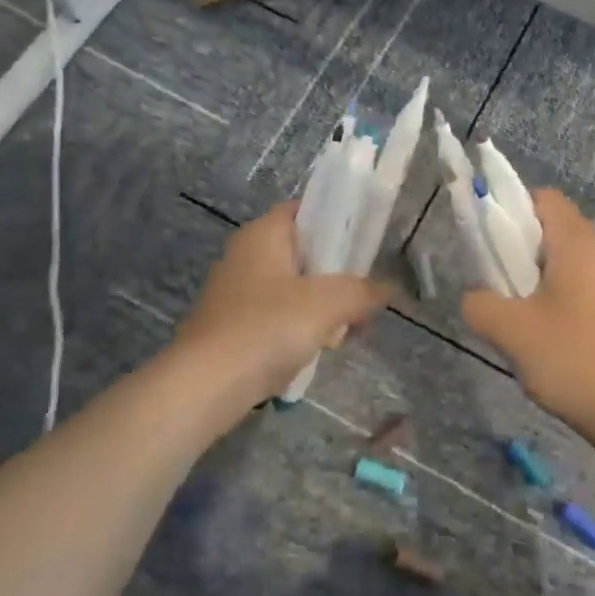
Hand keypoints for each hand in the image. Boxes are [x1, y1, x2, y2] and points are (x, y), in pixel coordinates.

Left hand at [173, 202, 391, 424]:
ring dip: (320, 306)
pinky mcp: (231, 326)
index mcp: (263, 233)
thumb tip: (387, 289)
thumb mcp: (328, 303)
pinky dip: (297, 329)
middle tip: (364, 294)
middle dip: (335, 274)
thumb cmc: (268, 327)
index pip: (305, 210)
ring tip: (348, 329)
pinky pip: (275, 317)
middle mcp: (245, 254)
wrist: (207, 385)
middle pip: (302, 252)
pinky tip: (317, 350)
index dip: (337, 221)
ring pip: (291, 288)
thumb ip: (362, 291)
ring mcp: (234, 292)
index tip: (366, 243)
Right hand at [462, 189, 594, 457]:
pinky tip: (547, 341)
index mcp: (578, 244)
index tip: (491, 244)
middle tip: (497, 285)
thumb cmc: (573, 359)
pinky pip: (583, 291)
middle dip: (520, 251)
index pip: (544, 199)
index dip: (512, 210)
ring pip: (568, 264)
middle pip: (555, 231)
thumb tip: (475, 297)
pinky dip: (559, 302)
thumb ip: (480, 304)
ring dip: (538, 281)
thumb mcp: (510, 331)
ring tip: (518, 318)